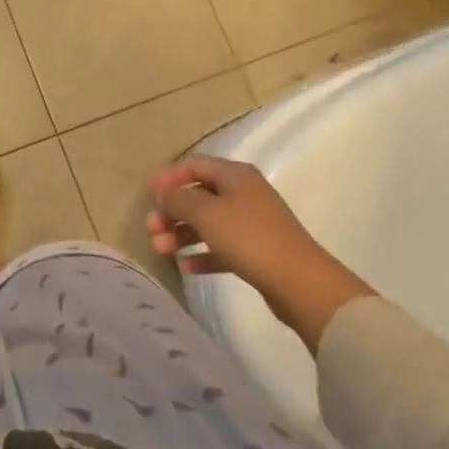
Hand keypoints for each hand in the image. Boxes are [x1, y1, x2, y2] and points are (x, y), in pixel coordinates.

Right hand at [147, 155, 373, 352]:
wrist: (300, 283)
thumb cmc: (249, 237)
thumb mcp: (206, 213)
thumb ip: (178, 199)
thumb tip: (164, 194)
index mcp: (235, 175)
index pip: (195, 165)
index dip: (169, 177)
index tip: (148, 194)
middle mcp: (244, 193)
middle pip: (199, 195)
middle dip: (172, 211)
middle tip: (151, 228)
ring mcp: (252, 223)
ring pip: (208, 223)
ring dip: (181, 234)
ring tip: (160, 250)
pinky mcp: (257, 252)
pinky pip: (222, 247)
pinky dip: (202, 254)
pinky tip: (185, 267)